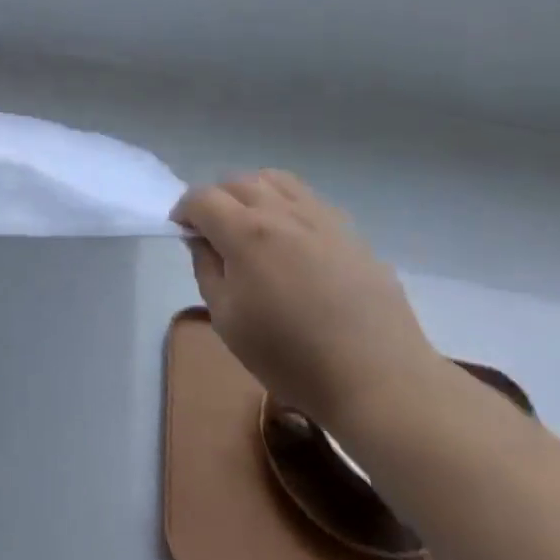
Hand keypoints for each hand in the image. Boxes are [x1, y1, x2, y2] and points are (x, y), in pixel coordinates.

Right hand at [173, 171, 437, 431]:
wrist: (377, 378)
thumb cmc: (290, 355)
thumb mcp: (227, 319)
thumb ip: (207, 269)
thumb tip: (201, 239)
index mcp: (246, 231)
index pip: (202, 198)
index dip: (184, 210)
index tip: (182, 231)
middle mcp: (282, 212)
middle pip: (238, 181)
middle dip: (216, 198)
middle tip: (213, 231)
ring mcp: (321, 218)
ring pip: (276, 181)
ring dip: (253, 193)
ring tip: (251, 225)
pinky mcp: (351, 233)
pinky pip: (309, 200)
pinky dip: (287, 206)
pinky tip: (291, 240)